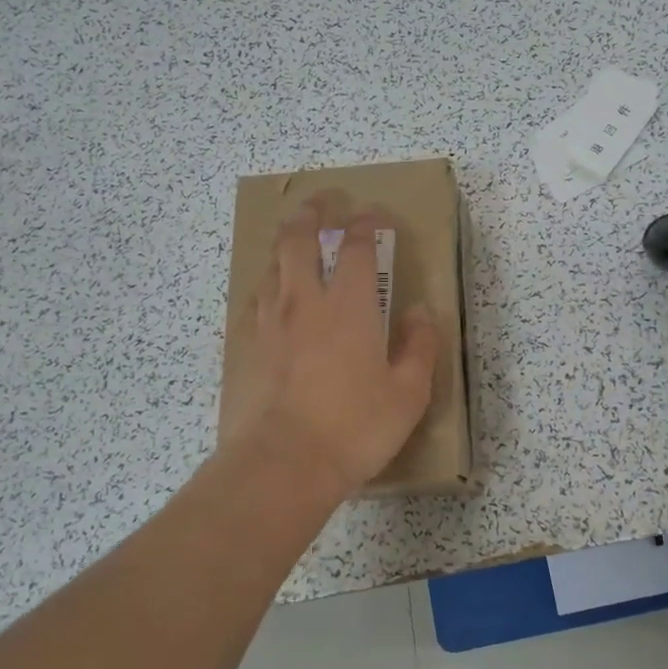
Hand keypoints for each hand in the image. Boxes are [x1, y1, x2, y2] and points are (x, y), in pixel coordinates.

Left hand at [223, 195, 438, 500]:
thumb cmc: (354, 428)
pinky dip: (268, 284)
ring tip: (295, 242)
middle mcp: (305, 302)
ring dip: (285, 244)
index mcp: (348, 305)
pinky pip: (255, 300)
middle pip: (298, 239)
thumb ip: (418, 347)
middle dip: (312, 214)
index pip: (356, 246)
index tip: (373, 214)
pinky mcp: (247, 347)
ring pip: (272, 265)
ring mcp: (270, 322)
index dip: (366, 223)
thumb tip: (419, 312)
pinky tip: (271, 294)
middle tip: (323, 204)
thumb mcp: (408, 394)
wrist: (282, 464)